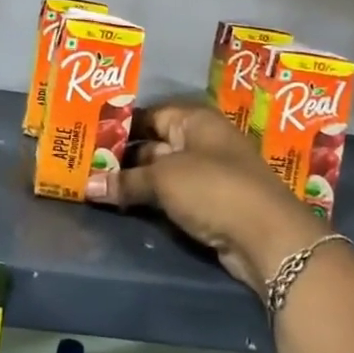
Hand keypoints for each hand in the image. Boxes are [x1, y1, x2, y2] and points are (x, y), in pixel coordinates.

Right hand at [85, 101, 326, 289]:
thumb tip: (88, 186)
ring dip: (135, 181)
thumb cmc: (213, 189)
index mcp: (195, 120)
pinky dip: (152, 200)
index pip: (150, 115)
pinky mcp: (212, 204)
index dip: (121, 125)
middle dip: (123, 156)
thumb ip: (125, 181)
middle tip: (85, 165)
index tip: (89, 136)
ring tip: (96, 186)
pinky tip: (124, 206)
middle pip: (155, 144)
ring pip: (163, 172)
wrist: (268, 237)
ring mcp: (209, 174)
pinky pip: (174, 196)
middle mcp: (203, 141)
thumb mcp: (163, 180)